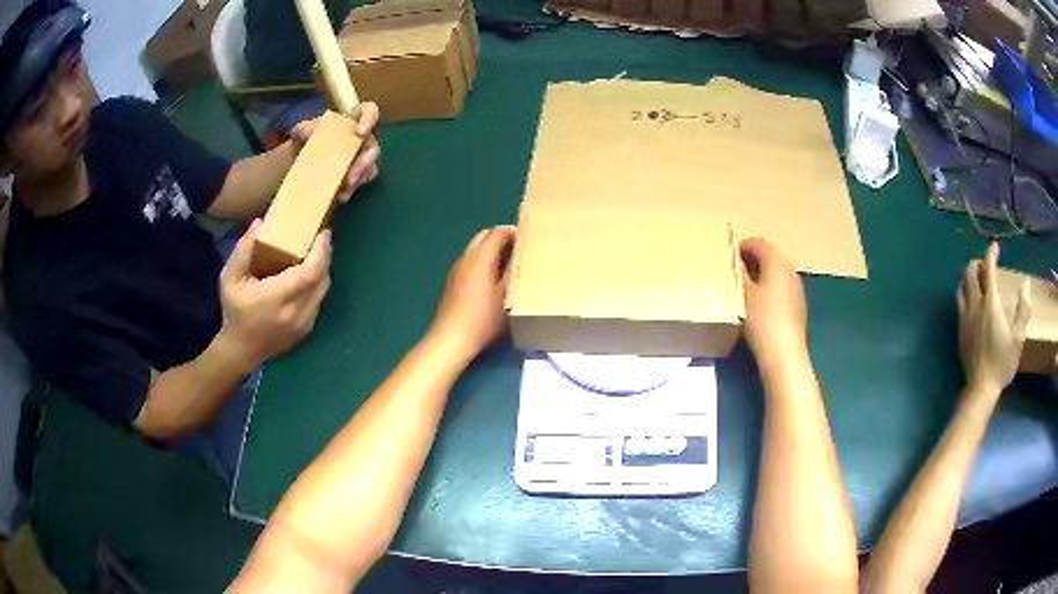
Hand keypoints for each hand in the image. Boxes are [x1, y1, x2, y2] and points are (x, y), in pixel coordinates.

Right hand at [216, 220, 332, 371]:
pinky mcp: (307, 329)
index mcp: (277, 298)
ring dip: (322, 269)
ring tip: (316, 251)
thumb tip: (260, 223)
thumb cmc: (234, 311)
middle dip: (324, 255)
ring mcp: (304, 324)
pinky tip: (309, 273)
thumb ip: (243, 250)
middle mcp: (295, 312)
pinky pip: (319, 301)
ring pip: (323, 290)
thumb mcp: (230, 278)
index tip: (322, 233)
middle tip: (320, 237)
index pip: (310, 273)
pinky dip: (317, 284)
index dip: (321, 252)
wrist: (241, 350)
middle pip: (321, 279)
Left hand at [291, 102, 380, 202]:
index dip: (370, 119)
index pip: (370, 111)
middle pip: (373, 147)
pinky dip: (351, 190)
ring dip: (360, 178)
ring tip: (345, 188)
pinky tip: (341, 195)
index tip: (361, 132)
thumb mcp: (301, 130)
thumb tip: (310, 131)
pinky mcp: (355, 175)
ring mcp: (360, 157)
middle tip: (353, 175)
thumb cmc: (305, 138)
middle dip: (365, 162)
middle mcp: (361, 138)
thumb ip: (304, 129)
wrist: (297, 160)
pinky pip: (360, 183)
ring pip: (370, 168)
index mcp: (353, 120)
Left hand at [429, 226, 515, 361]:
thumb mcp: (506, 297)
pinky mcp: (453, 280)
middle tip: (520, 251)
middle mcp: (466, 258)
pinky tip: (493, 279)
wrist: (451, 339)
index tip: (530, 241)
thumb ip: (513, 273)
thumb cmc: (482, 319)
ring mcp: (457, 269)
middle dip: (502, 238)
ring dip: (492, 250)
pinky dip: (483, 261)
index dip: (514, 233)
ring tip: (510, 265)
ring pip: (476, 248)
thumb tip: (520, 258)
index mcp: (480, 258)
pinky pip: (470, 261)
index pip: (498, 232)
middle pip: (484, 236)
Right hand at [740, 237, 807, 365]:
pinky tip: (757, 304)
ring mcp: (796, 288)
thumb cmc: (762, 319)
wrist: (784, 353)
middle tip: (731, 270)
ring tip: (741, 287)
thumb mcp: (743, 294)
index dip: (741, 246)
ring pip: (775, 272)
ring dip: (760, 274)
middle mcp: (790, 270)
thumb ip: (739, 273)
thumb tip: (734, 261)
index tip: (726, 255)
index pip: (758, 243)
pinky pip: (780, 287)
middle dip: (751, 260)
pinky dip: (768, 288)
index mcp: (777, 262)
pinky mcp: (797, 304)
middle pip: (769, 256)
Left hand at [957, 242, 1030, 395]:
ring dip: (968, 276)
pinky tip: (970, 299)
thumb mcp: (1018, 337)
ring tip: (977, 278)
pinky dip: (964, 292)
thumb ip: (1023, 309)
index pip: (988, 270)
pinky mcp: (959, 330)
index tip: (995, 246)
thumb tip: (1026, 283)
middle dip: (977, 262)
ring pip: (961, 286)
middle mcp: (975, 306)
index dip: (991, 254)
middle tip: (986, 264)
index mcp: (990, 304)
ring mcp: (965, 318)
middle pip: (970, 273)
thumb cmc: (1002, 363)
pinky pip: (959, 302)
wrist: (981, 388)